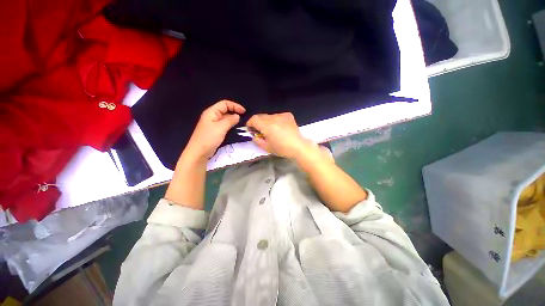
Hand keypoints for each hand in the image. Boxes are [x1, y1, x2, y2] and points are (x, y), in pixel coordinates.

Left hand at [185, 100, 245, 159]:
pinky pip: (224, 125)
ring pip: (225, 118)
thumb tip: (237, 116)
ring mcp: (213, 124)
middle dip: (235, 112)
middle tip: (244, 118)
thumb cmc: (208, 138)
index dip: (235, 106)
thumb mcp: (220, 128)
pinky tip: (235, 129)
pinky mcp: (215, 131)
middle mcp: (212, 116)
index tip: (244, 112)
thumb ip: (230, 120)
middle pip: (225, 110)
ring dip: (233, 120)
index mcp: (212, 112)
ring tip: (242, 123)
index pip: (225, 104)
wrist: (199, 152)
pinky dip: (230, 125)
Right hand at [246, 112, 309, 158]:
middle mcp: (273, 118)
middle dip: (257, 123)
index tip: (251, 130)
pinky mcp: (288, 115)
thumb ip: (256, 140)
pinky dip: (275, 120)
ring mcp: (281, 115)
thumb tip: (254, 135)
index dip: (250, 124)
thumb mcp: (266, 147)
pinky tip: (279, 127)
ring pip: (269, 116)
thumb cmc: (281, 148)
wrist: (298, 147)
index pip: (253, 119)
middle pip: (260, 116)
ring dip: (267, 122)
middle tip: (260, 131)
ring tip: (272, 130)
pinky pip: (278, 115)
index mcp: (267, 126)